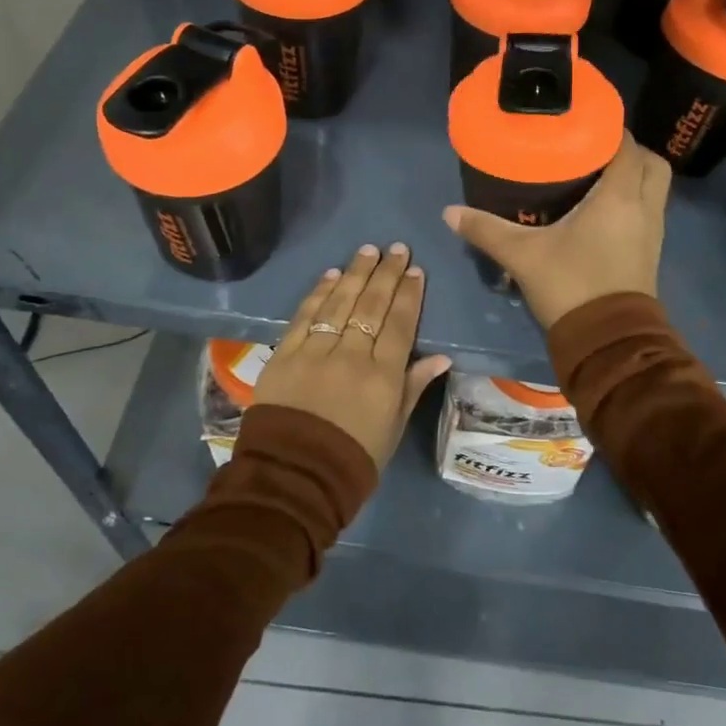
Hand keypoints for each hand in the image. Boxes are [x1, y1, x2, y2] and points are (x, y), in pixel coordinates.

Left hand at [251, 243, 452, 467]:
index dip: (408, 294)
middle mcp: (351, 356)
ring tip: (367, 250)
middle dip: (386, 273)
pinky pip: (305, 316)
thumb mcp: (393, 428)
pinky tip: (331, 275)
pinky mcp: (285, 354)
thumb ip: (413, 386)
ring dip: (355, 274)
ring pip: (340, 304)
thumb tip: (441, 357)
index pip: (399, 324)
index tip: (415, 269)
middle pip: (371, 306)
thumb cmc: (353, 458)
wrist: (294, 477)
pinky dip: (319, 293)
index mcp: (382, 377)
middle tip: (395, 247)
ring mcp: (315, 352)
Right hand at [442, 134, 669, 329]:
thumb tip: (449, 212)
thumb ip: (486, 230)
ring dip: (634, 176)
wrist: (607, 341)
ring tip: (596, 175)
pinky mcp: (651, 252)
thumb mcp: (522, 255)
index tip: (583, 123)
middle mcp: (644, 207)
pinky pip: (650, 210)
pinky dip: (633, 200)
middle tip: (593, 151)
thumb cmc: (570, 285)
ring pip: (655, 187)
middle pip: (651, 163)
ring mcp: (653, 231)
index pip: (626, 145)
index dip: (609, 129)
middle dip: (629, 151)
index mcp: (619, 196)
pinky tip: (601, 209)